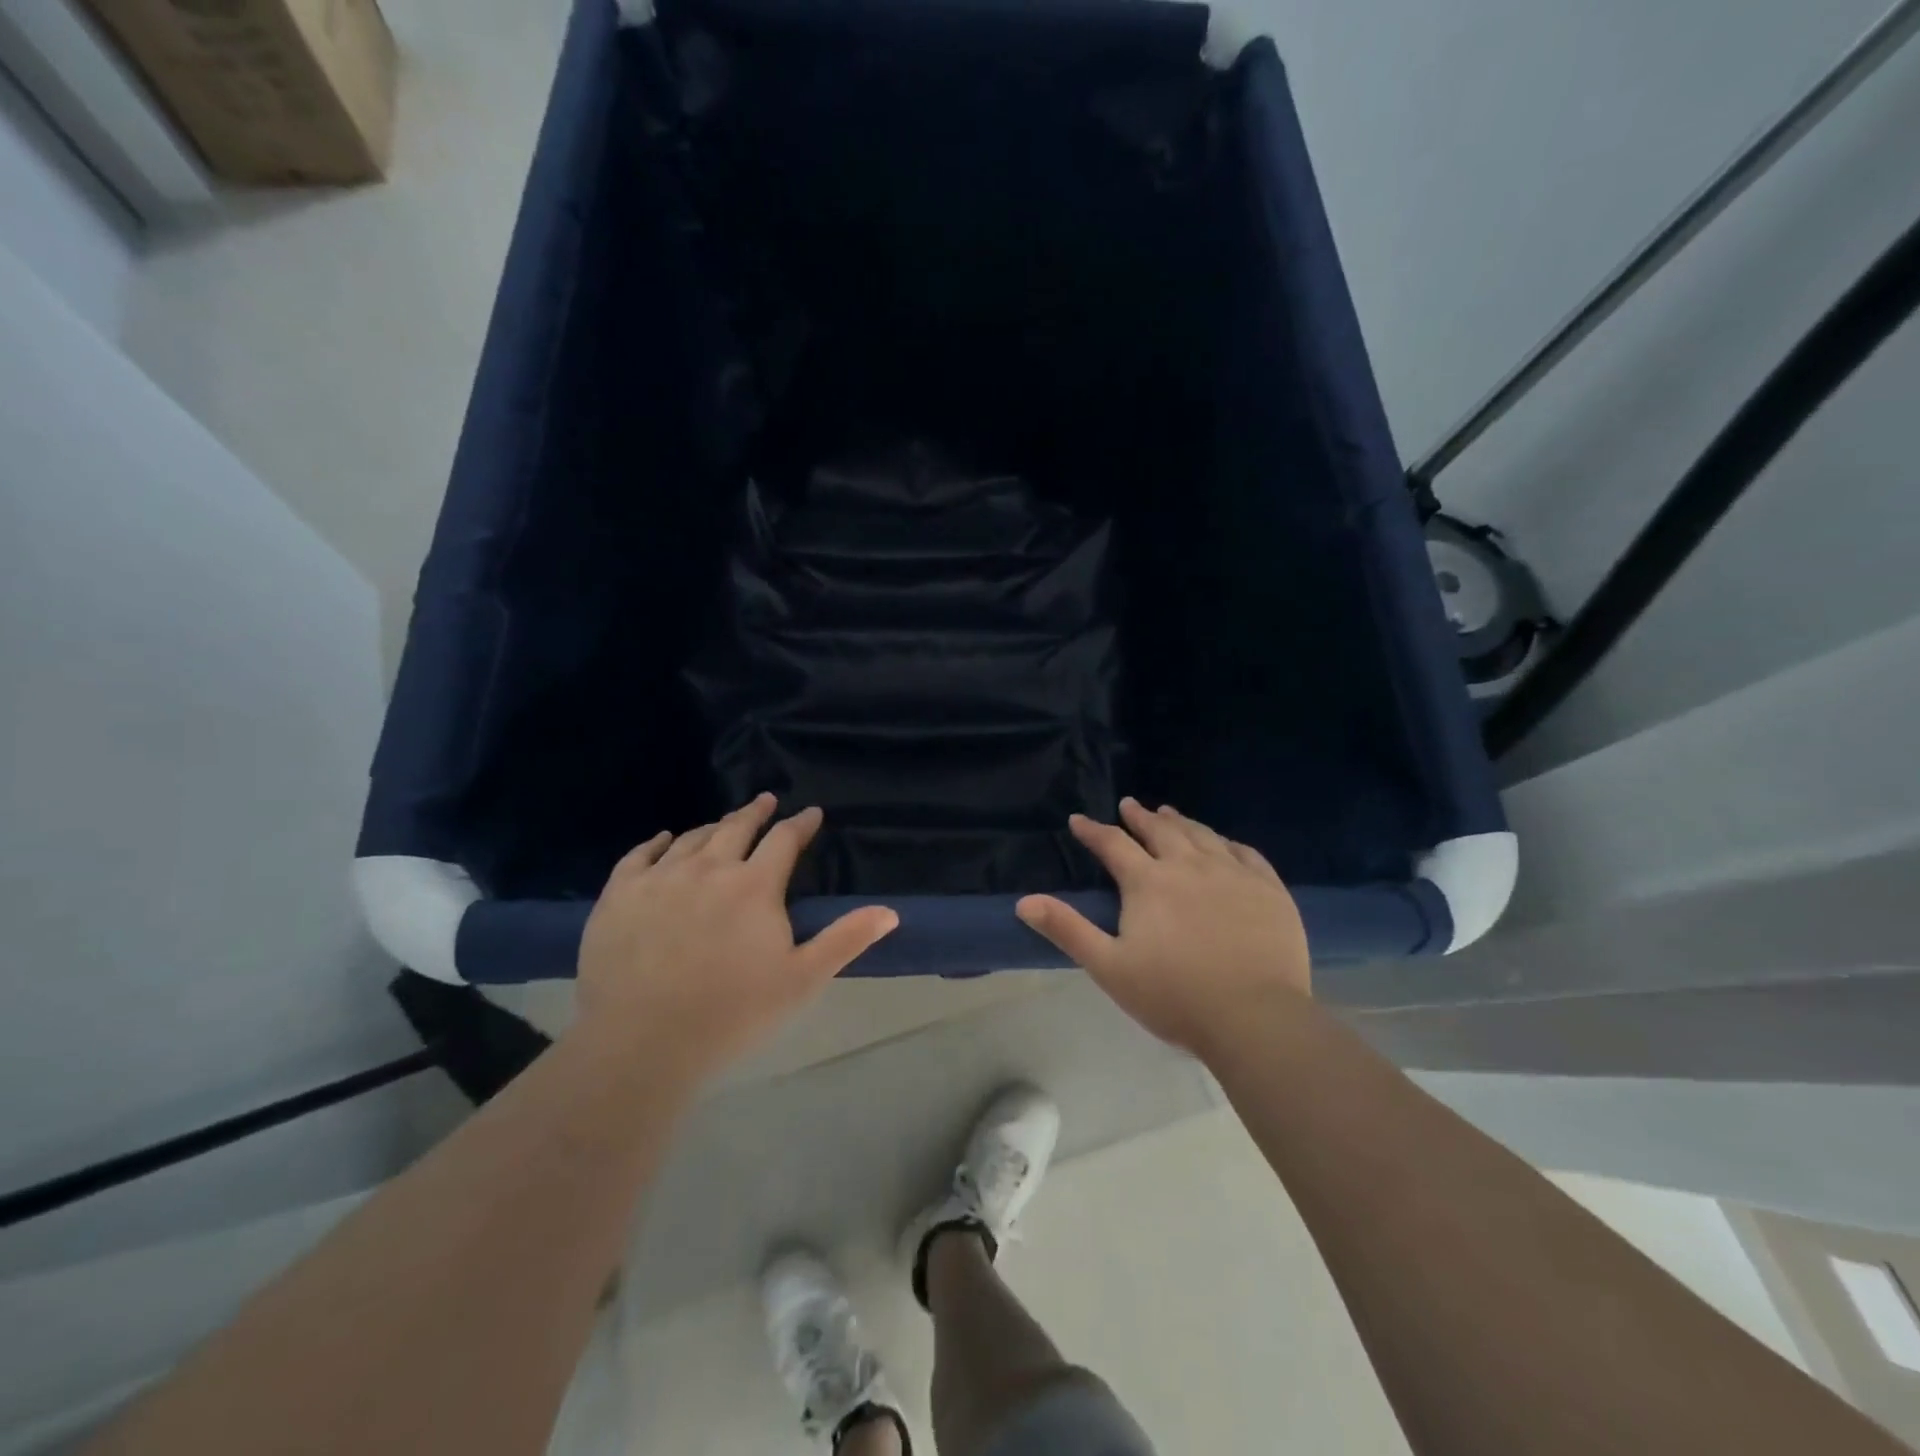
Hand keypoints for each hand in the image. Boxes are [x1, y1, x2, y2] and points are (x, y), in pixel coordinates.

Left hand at [575, 794, 897, 1084]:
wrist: (642, 1043)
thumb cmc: (732, 1013)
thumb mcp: (802, 980)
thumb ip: (846, 939)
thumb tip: (890, 911)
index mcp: (754, 886)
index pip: (784, 840)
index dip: (800, 824)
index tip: (811, 813)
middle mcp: (708, 868)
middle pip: (736, 828)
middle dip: (756, 812)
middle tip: (766, 800)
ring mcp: (659, 878)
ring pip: (691, 838)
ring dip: (713, 827)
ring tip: (722, 823)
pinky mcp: (619, 895)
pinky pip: (640, 855)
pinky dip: (658, 842)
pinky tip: (665, 839)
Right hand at [1016, 799, 1310, 1056]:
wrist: (1255, 1018)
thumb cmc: (1173, 996)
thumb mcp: (1108, 967)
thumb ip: (1067, 929)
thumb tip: (1023, 901)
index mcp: (1148, 882)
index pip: (1113, 844)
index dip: (1093, 830)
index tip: (1079, 820)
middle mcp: (1189, 865)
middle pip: (1160, 831)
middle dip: (1139, 817)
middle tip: (1129, 805)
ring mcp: (1233, 874)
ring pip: (1202, 835)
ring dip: (1180, 822)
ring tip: (1169, 813)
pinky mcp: (1269, 889)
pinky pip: (1246, 853)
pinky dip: (1228, 842)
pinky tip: (1224, 843)